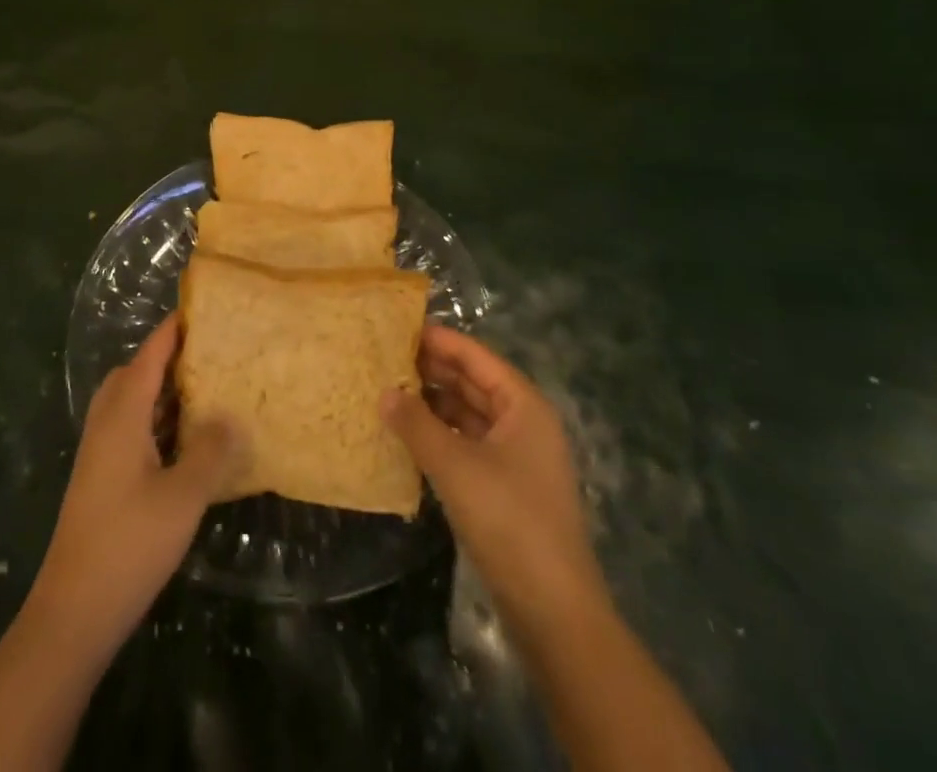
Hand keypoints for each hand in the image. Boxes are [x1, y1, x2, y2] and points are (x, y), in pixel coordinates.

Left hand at [26, 316, 245, 659]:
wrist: (73, 612)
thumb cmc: (129, 543)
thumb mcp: (183, 496)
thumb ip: (210, 451)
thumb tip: (232, 416)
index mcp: (122, 417)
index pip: (147, 357)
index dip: (171, 331)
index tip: (199, 309)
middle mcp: (106, 426)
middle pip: (132, 375)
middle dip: (165, 358)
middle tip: (206, 353)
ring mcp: (100, 455)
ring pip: (130, 405)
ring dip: (161, 392)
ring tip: (204, 390)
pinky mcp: (101, 481)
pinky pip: (130, 431)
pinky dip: (156, 422)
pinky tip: (185, 443)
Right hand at [382, 325, 605, 644]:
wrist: (553, 610)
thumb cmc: (508, 520)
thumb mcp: (455, 465)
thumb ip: (416, 424)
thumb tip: (383, 392)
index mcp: (523, 405)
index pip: (475, 357)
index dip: (439, 340)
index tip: (398, 327)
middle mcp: (524, 422)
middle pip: (474, 382)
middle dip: (433, 370)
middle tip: (385, 358)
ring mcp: (517, 457)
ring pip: (470, 414)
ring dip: (434, 403)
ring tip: (389, 391)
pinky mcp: (506, 488)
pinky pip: (468, 444)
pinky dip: (441, 435)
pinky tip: (410, 435)